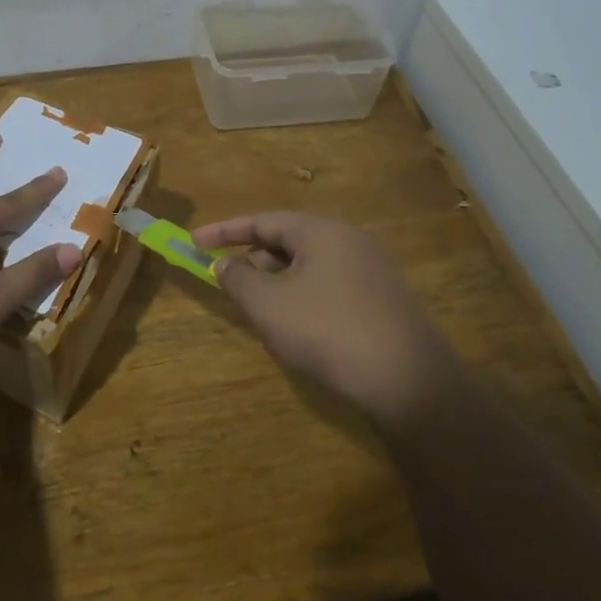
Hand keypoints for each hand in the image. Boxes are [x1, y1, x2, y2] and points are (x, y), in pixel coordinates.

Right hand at [190, 210, 458, 426]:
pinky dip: (302, 295)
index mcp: (320, 231)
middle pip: (287, 240)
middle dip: (252, 259)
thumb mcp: (269, 305)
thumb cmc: (327, 330)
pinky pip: (329, 285)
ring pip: (308, 265)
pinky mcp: (382, 299)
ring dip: (276, 281)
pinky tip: (296, 328)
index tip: (193, 242)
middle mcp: (348, 240)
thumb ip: (238, 278)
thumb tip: (224, 264)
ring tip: (257, 309)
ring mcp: (370, 269)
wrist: (407, 380)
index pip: (262, 220)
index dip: (223, 231)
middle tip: (226, 280)